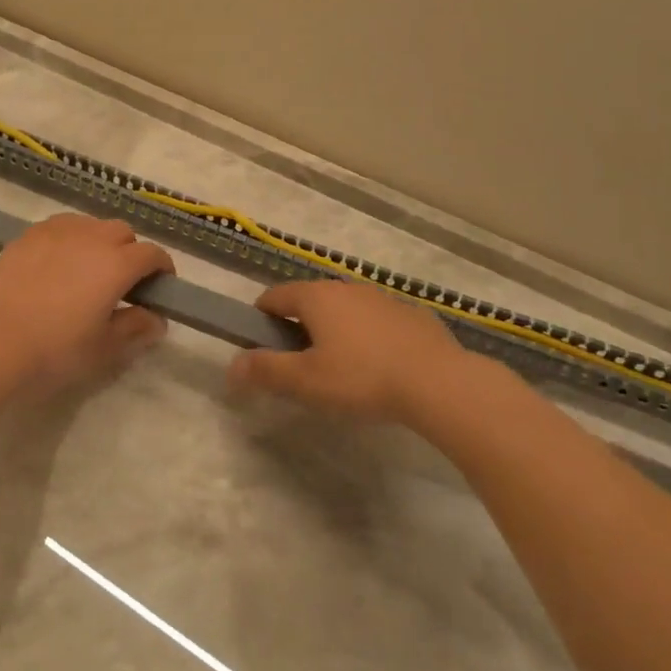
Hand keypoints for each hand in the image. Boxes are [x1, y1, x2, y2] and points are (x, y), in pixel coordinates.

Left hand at [0, 215, 174, 388]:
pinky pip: (60, 227)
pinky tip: (58, 264)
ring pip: (90, 225)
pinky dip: (69, 240)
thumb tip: (157, 320)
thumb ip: (135, 328)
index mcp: (117, 263)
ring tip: (88, 270)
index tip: (160, 288)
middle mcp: (91, 237)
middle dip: (130, 252)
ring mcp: (57, 231)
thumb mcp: (104, 348)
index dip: (162, 269)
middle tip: (122, 283)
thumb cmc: (56, 349)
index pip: (152, 254)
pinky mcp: (28, 235)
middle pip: (122, 232)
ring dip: (99, 241)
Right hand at [227, 279, 462, 422]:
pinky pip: (377, 322)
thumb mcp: (306, 381)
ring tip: (342, 369)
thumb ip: (265, 371)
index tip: (263, 348)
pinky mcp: (412, 315)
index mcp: (316, 297)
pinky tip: (381, 368)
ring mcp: (382, 298)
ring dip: (336, 331)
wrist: (440, 383)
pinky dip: (369, 337)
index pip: (274, 297)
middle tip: (301, 366)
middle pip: (310, 301)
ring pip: (345, 310)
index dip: (261, 319)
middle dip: (299, 327)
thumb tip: (230, 366)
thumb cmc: (362, 378)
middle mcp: (346, 288)